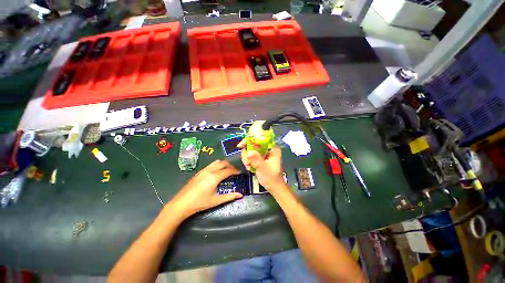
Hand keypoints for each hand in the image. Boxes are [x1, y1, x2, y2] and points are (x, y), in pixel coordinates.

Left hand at [166, 160, 242, 220]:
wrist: (181, 204)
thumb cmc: (200, 203)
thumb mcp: (216, 200)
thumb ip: (229, 197)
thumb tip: (240, 195)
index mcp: (215, 177)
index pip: (228, 170)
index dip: (235, 171)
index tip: (239, 173)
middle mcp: (210, 171)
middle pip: (223, 163)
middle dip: (230, 166)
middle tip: (234, 171)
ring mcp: (203, 170)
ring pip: (216, 162)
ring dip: (223, 164)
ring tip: (227, 170)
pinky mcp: (199, 172)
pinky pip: (211, 165)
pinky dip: (217, 165)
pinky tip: (217, 172)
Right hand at [238, 140, 286, 193]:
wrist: (274, 187)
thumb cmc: (271, 178)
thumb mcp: (263, 168)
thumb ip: (256, 159)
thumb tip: (248, 152)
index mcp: (272, 148)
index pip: (260, 139)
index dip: (249, 140)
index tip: (241, 146)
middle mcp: (268, 149)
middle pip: (253, 144)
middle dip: (247, 152)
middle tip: (245, 160)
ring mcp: (264, 154)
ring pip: (251, 150)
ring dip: (247, 158)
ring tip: (248, 166)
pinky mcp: (260, 159)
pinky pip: (251, 156)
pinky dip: (248, 161)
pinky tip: (249, 168)